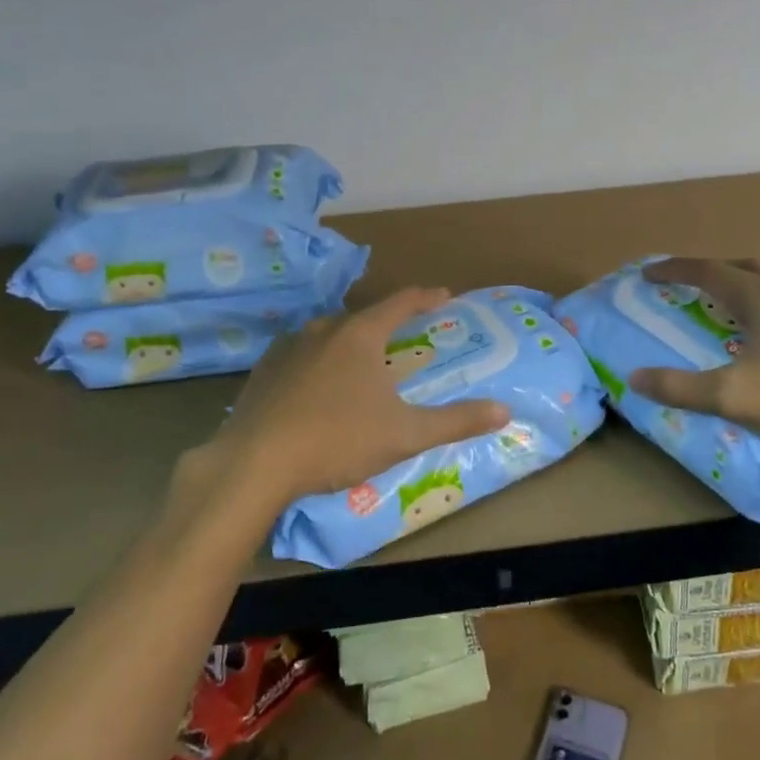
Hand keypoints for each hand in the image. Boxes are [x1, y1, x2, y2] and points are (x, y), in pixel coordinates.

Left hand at [193, 288, 509, 514]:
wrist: (254, 464)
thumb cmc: (337, 441)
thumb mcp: (405, 434)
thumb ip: (456, 421)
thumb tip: (505, 411)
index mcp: (360, 335)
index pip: (400, 303)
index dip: (425, 297)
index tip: (444, 295)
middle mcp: (323, 330)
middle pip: (363, 318)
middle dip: (386, 325)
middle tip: (403, 339)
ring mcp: (287, 349)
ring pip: (328, 336)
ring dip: (349, 344)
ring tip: (361, 365)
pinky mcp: (262, 373)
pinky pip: (300, 357)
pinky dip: (317, 364)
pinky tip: (317, 387)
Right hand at [628, 258, 759, 461]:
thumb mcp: (732, 399)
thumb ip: (680, 388)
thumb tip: (636, 378)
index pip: (709, 272)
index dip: (676, 270)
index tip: (651, 274)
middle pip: (744, 268)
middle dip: (713, 273)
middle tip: (691, 289)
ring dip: (746, 286)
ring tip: (732, 309)